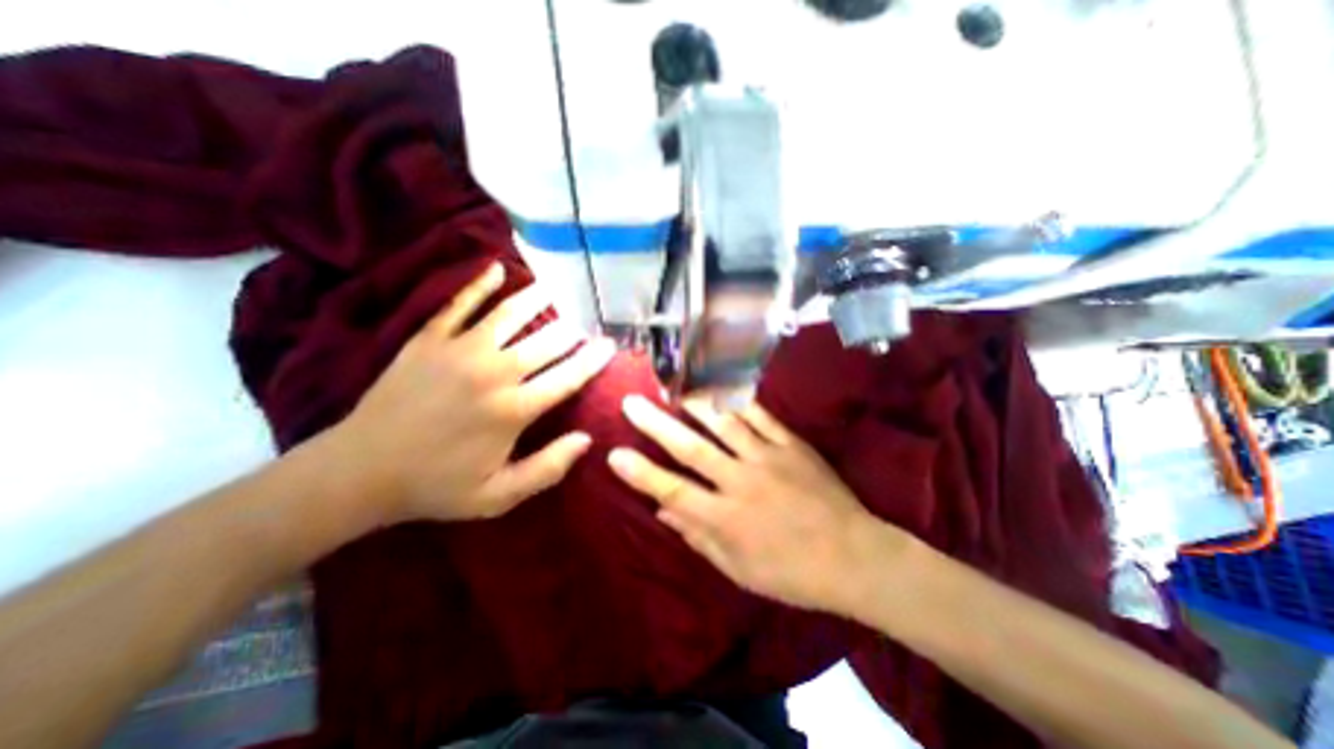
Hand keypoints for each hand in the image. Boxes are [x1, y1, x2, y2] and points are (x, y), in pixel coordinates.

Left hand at [325, 263, 616, 526]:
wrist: (359, 471)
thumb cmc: (436, 486)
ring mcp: (459, 350)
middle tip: (583, 325)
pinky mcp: (429, 340)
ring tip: (554, 289)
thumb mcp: (499, 496)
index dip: (593, 359)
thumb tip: (587, 440)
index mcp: (514, 410)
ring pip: (509, 315)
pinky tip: (496, 269)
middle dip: (571, 332)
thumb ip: (548, 468)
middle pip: (546, 341)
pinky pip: (459, 304)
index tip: (610, 344)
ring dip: (536, 299)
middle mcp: (494, 372)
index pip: (568, 376)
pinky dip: (478, 284)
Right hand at [609, 394, 911, 617]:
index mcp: (726, 517)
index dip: (641, 473)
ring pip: (724, 423)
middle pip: (691, 448)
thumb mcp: (739, 570)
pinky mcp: (792, 445)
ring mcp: (768, 457)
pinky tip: (721, 387)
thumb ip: (699, 538)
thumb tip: (664, 512)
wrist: (855, 556)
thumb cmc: (793, 573)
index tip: (615, 455)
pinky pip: (761, 417)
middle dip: (656, 424)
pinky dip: (740, 400)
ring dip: (694, 403)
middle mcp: (741, 481)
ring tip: (673, 385)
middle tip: (632, 403)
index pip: (673, 490)